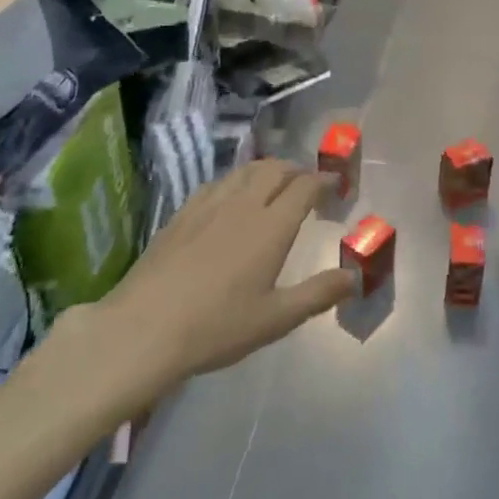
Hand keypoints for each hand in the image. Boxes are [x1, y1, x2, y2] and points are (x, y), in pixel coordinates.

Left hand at [99, 160, 353, 387]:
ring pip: (245, 171)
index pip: (304, 187)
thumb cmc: (216, 327)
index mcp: (272, 226)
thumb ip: (318, 294)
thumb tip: (354, 277)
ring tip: (274, 183)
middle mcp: (243, 205)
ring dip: (267, 170)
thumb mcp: (275, 319)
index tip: (336, 183)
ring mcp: (209, 205)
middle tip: (308, 183)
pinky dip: (236, 180)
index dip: (324, 180)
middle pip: (275, 169)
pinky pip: (217, 182)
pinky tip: (232, 197)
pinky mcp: (182, 213)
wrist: (143, 329)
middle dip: (297, 169)